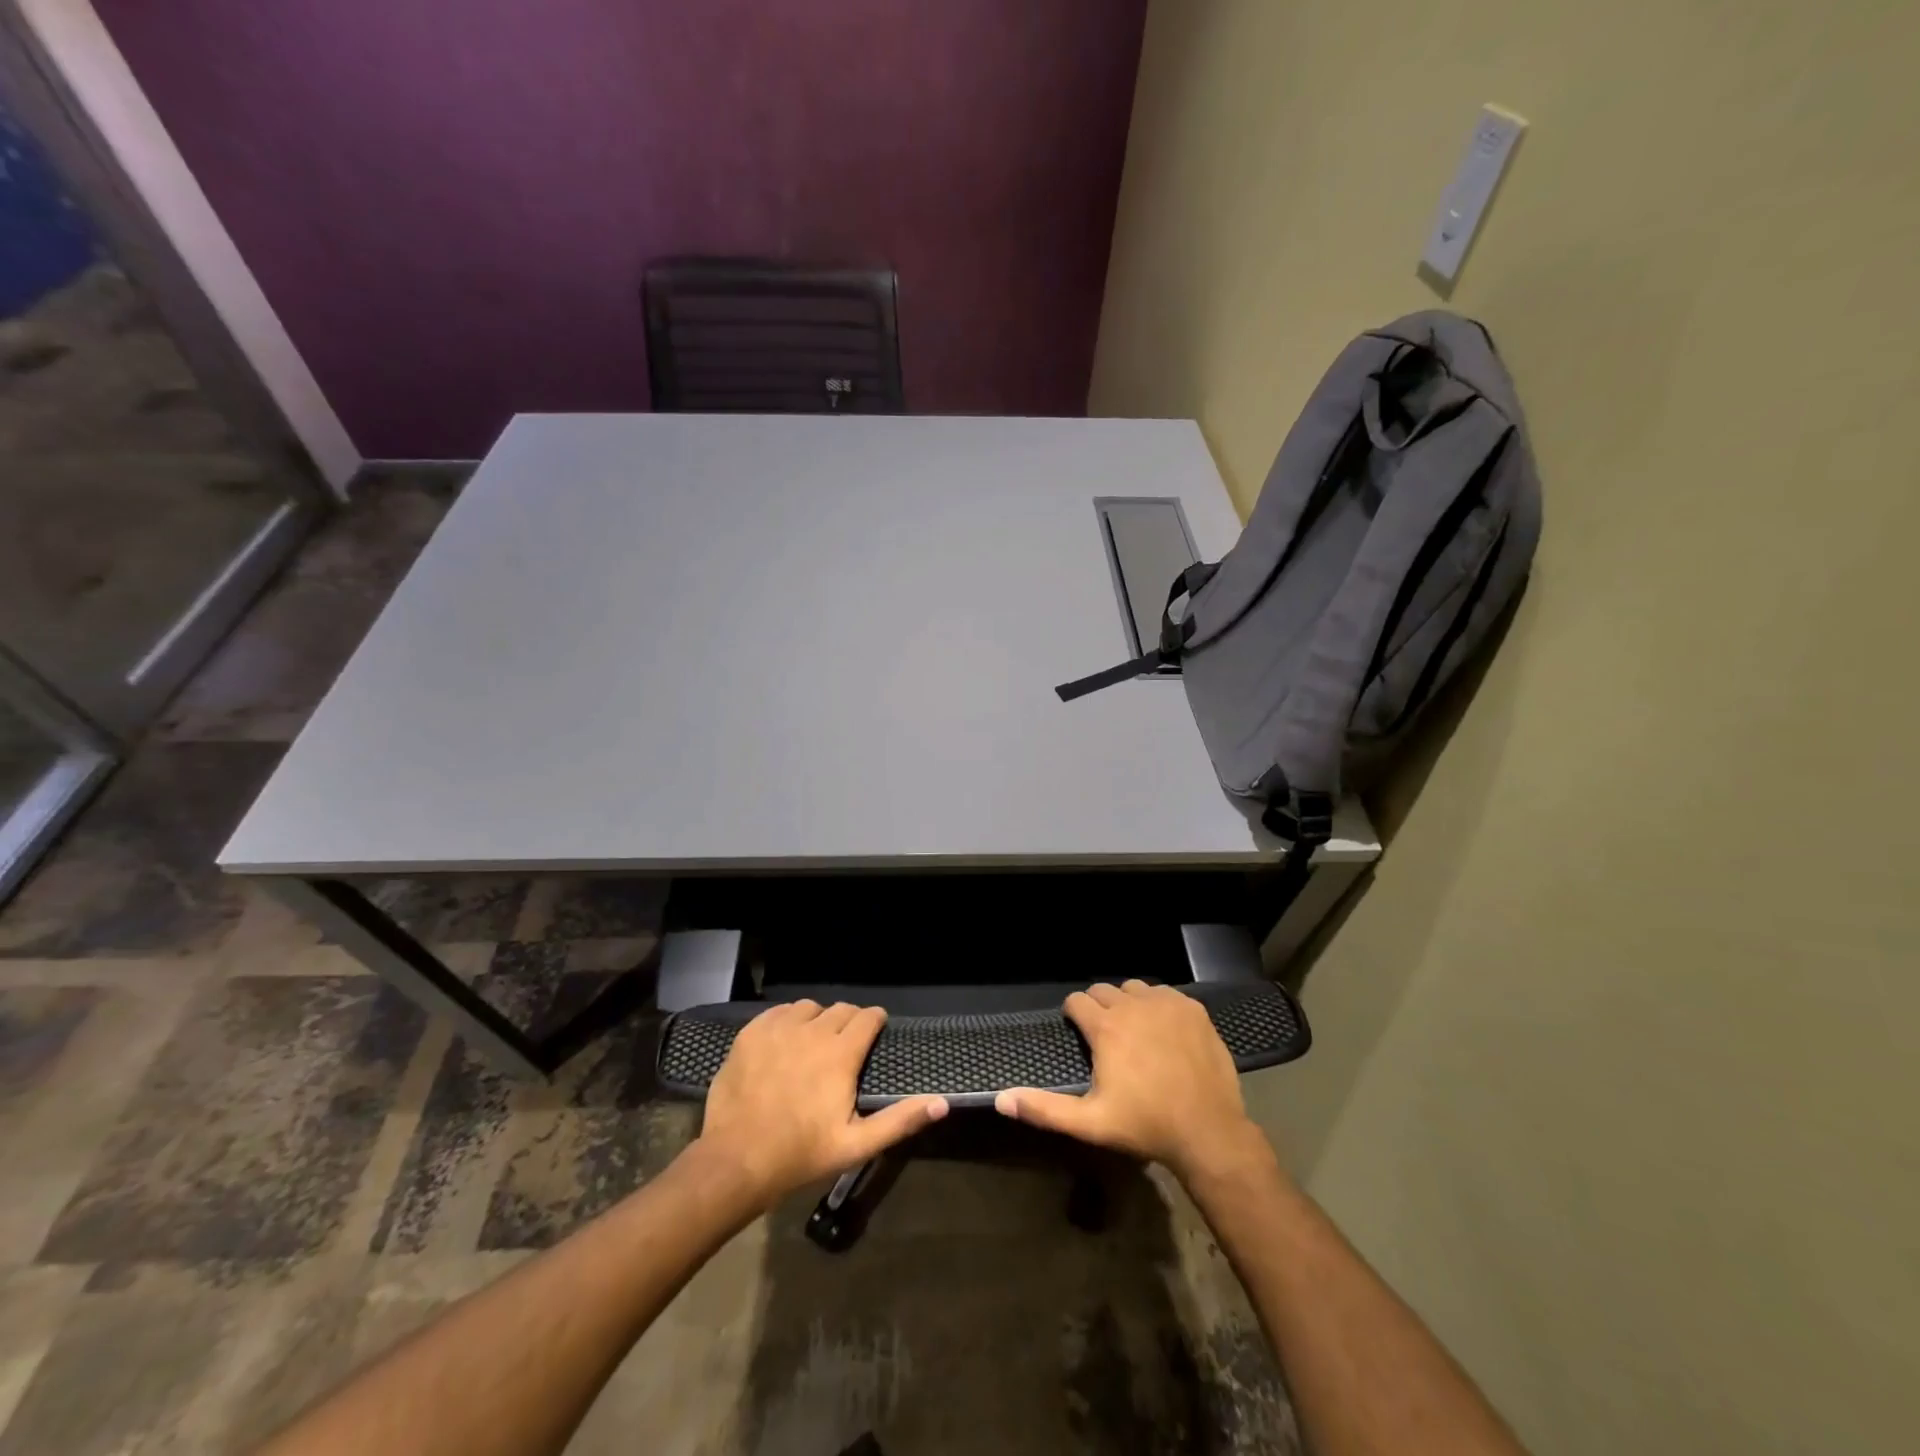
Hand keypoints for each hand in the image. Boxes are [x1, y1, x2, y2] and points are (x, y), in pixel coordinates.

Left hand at [697, 1000, 947, 1209]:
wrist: (736, 1160)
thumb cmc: (801, 1154)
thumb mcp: (856, 1145)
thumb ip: (900, 1120)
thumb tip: (942, 1103)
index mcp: (841, 1054)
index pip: (868, 1017)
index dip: (875, 1021)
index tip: (876, 1031)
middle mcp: (813, 1031)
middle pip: (841, 1009)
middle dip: (850, 1021)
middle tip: (846, 1045)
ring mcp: (779, 1029)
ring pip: (809, 1008)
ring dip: (818, 1020)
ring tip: (814, 1042)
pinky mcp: (751, 1033)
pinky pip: (778, 1013)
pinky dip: (787, 1021)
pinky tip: (785, 1041)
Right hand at [994, 980, 1271, 1183]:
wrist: (1208, 1131)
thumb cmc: (1145, 1125)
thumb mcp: (1090, 1122)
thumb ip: (1044, 1109)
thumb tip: (1001, 1100)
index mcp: (1106, 1027)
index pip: (1076, 1001)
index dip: (1073, 1015)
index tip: (1078, 1033)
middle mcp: (1133, 1005)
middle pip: (1103, 989)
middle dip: (1098, 1006)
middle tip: (1104, 1036)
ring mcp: (1166, 1003)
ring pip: (1135, 988)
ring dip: (1128, 1003)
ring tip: (1133, 1031)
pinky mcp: (1193, 1009)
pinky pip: (1166, 994)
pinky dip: (1159, 1005)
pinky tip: (1164, 1031)